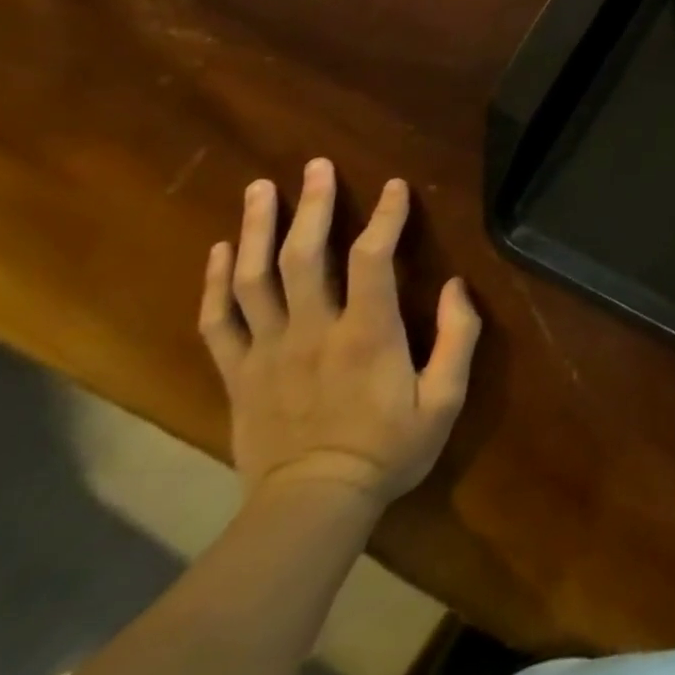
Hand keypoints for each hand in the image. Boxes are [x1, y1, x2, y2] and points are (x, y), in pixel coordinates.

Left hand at [197, 159, 481, 507]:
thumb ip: (458, 338)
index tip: (394, 186)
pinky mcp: (238, 374)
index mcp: (365, 334)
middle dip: (311, 205)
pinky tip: (221, 250)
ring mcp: (267, 351)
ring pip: (252, 279)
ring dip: (255, 229)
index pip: (372, 258)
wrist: (310, 509)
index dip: (385, 217)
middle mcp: (311, 331)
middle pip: (303, 255)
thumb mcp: (445, 399)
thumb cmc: (388, 449)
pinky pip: (218, 320)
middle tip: (314, 166)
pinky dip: (215, 282)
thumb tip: (458, 286)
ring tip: (260, 190)